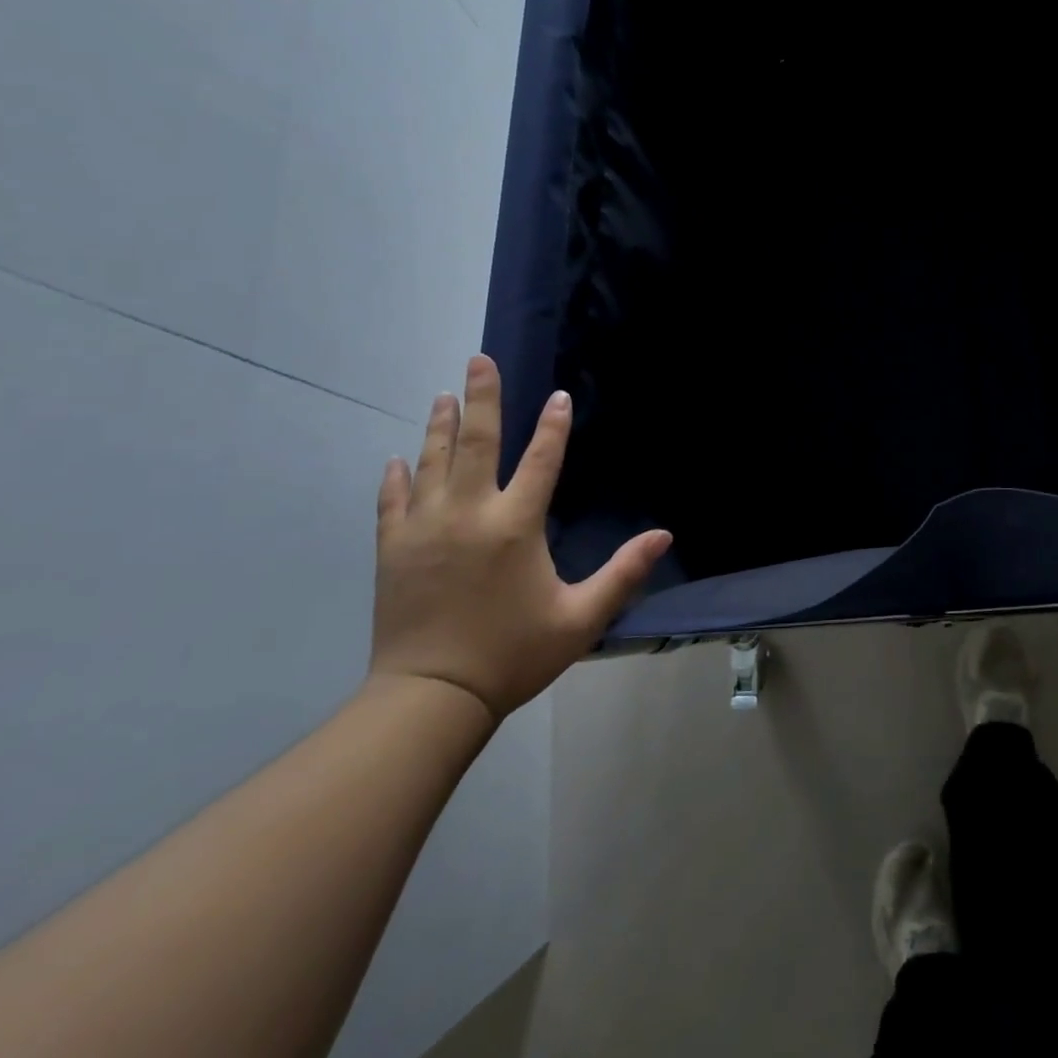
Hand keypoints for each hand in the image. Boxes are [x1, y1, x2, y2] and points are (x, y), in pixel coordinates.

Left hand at [370, 355, 670, 721]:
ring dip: (441, 426)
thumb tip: (664, 535)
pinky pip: (392, 501)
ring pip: (432, 463)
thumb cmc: (513, 654)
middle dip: (481, 398)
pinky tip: (398, 458)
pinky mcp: (393, 550)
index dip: (553, 426)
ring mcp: (424, 529)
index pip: (541, 461)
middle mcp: (468, 514)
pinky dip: (396, 476)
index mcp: (514, 526)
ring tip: (445, 395)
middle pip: (475, 443)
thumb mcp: (581, 617)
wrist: (430, 698)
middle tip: (478, 360)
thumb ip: (624, 573)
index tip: (558, 395)